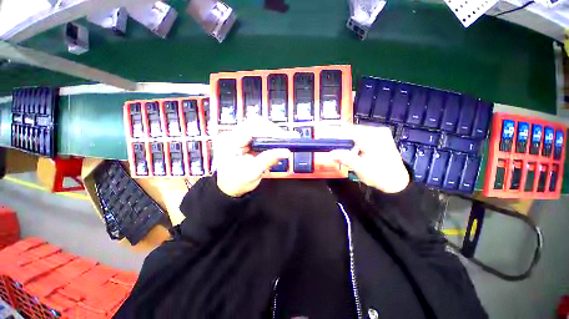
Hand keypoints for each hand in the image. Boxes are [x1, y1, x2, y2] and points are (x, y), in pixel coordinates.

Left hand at [214, 117, 295, 196]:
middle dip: (273, 132)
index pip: (252, 126)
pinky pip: (259, 136)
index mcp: (229, 141)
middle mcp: (233, 135)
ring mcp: (238, 137)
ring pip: (259, 129)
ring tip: (283, 145)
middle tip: (286, 141)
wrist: (227, 188)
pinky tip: (275, 148)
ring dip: (272, 137)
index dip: (270, 130)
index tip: (284, 138)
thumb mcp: (252, 172)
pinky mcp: (244, 142)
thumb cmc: (235, 182)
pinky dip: (269, 141)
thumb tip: (285, 151)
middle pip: (257, 125)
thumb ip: (268, 159)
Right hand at [328, 124, 408, 192]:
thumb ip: (345, 158)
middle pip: (351, 131)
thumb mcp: (361, 168)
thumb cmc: (380, 175)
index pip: (348, 130)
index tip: (324, 139)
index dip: (335, 134)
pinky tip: (350, 151)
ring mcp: (378, 134)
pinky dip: (352, 144)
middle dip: (340, 140)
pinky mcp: (378, 139)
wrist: (396, 182)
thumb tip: (330, 153)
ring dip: (346, 142)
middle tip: (331, 148)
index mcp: (373, 136)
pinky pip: (360, 138)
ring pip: (355, 134)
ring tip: (339, 151)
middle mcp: (376, 131)